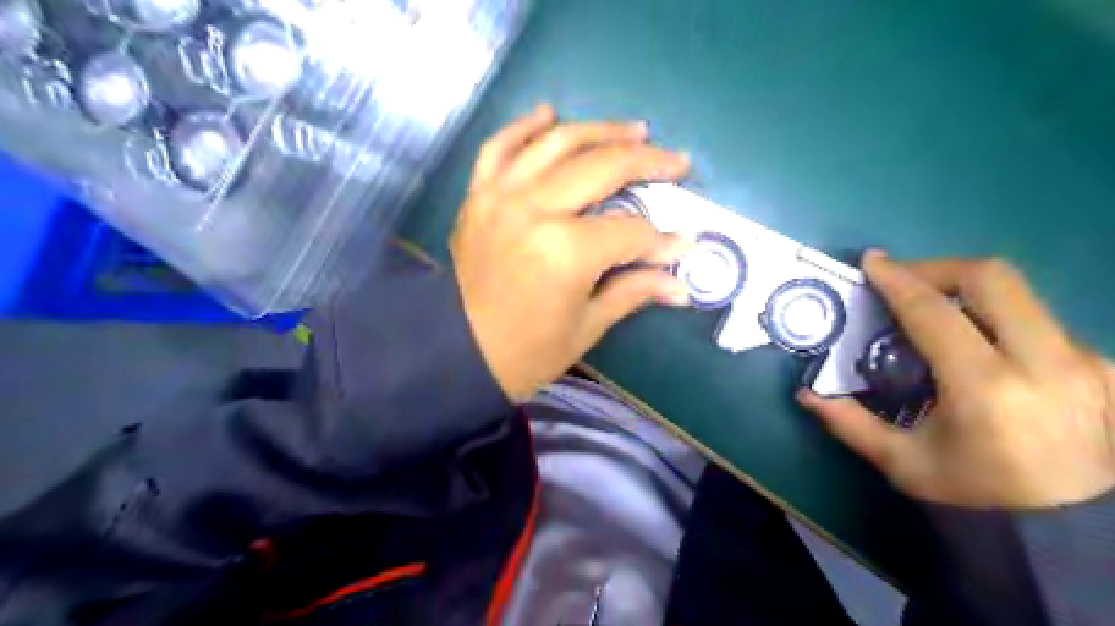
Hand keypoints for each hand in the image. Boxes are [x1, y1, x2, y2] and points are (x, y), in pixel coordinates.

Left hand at [447, 106, 693, 399]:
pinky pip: (500, 146)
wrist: (457, 352)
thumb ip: (635, 291)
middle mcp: (535, 209)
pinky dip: (525, 127)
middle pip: (603, 168)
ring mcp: (502, 195)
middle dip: (648, 163)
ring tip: (634, 130)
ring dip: (600, 130)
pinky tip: (549, 114)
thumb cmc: (527, 351)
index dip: (661, 241)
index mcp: (567, 251)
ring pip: (557, 143)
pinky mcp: (478, 195)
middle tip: (676, 161)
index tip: (681, 245)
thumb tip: (682, 284)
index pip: (631, 232)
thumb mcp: (587, 326)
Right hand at [802, 250, 1114, 508]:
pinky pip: (1042, 324)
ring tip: (938, 318)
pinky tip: (983, 350)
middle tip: (905, 280)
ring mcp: (1086, 362)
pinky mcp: (1106, 369)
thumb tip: (805, 394)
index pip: (934, 311)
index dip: (897, 280)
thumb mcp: (903, 463)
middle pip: (992, 278)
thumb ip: (849, 423)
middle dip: (938, 268)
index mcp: (986, 388)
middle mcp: (1045, 363)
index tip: (872, 262)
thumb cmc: (979, 499)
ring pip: (1020, 298)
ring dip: (968, 296)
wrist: (1079, 534)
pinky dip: (1000, 323)